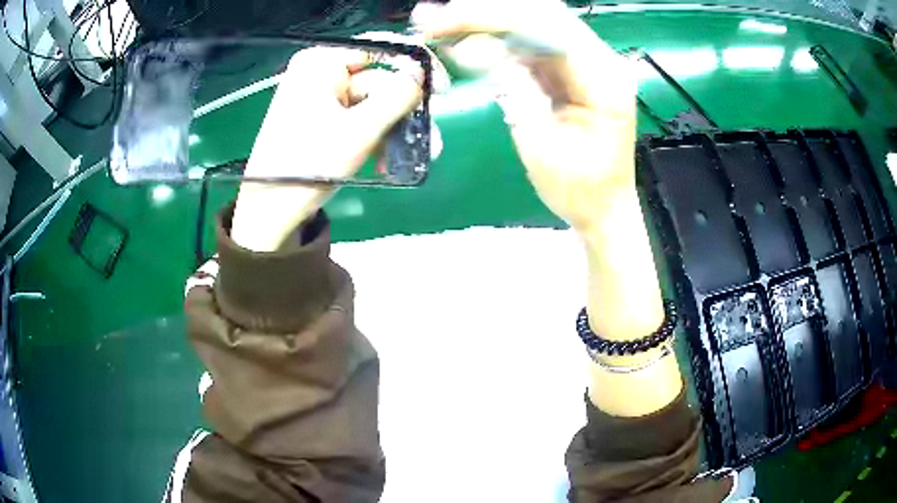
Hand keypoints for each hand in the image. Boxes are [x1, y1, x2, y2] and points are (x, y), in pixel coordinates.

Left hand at [232, 46, 422, 250]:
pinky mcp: (327, 121)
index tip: (442, 89)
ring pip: (376, 105)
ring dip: (396, 131)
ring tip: (414, 158)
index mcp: (321, 63)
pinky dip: (378, 140)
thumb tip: (423, 71)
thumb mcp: (359, 129)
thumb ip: (397, 96)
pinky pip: (362, 120)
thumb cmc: (309, 164)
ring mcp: (324, 98)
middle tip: (431, 135)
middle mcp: (322, 73)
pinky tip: (388, 164)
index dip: (414, 65)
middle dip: (406, 112)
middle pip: (381, 80)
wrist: (272, 211)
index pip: (378, 48)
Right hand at [413, 0, 637, 232]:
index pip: (547, 28)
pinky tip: (464, 39)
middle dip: (485, 13)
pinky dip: (495, 37)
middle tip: (434, 18)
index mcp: (604, 80)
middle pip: (541, 14)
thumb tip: (477, 49)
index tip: (445, 20)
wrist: (603, 208)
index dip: (492, 17)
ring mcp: (587, 61)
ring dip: (486, 21)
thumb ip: (514, 91)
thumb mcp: (541, 147)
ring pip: (533, 21)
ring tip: (441, 23)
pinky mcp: (571, 69)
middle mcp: (601, 61)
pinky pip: (530, 41)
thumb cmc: (579, 190)